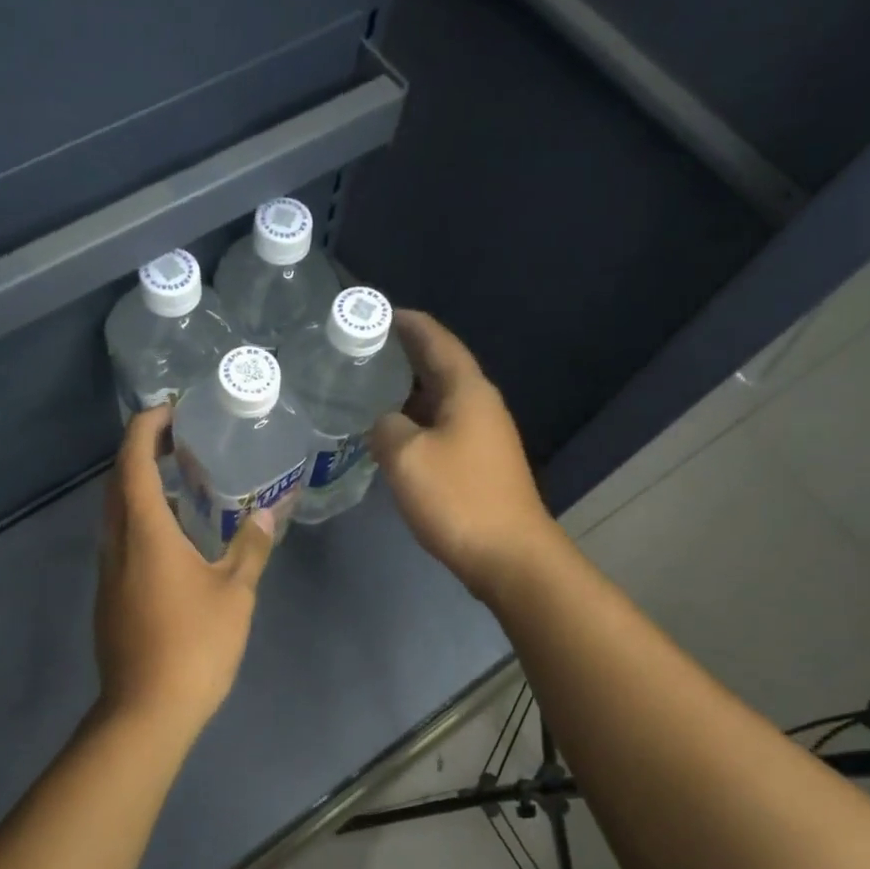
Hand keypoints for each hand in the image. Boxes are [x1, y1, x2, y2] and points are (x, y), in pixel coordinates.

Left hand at [94, 407, 278, 734]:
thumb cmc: (195, 645)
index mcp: (144, 531)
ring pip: (117, 514)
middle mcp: (116, 543)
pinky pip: (121, 542)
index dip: (147, 428)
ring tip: (184, 486)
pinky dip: (142, 522)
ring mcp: (107, 572)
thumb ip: (251, 548)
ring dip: (141, 489)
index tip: (170, 410)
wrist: (146, 710)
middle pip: (119, 482)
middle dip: (143, 453)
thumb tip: (267, 514)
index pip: (133, 460)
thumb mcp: (235, 593)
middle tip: (182, 442)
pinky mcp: (109, 598)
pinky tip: (175, 540)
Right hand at [371, 310, 561, 596]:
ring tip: (367, 389)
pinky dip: (415, 423)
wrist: (508, 556)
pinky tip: (390, 435)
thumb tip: (383, 424)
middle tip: (361, 351)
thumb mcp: (407, 456)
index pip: (437, 340)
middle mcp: (480, 405)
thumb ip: (385, 428)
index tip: (377, 312)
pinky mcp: (479, 465)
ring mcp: (483, 436)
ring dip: (407, 392)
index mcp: (467, 391)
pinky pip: (441, 429)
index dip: (408, 323)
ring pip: (439, 401)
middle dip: (403, 356)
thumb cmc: (458, 498)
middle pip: (439, 368)